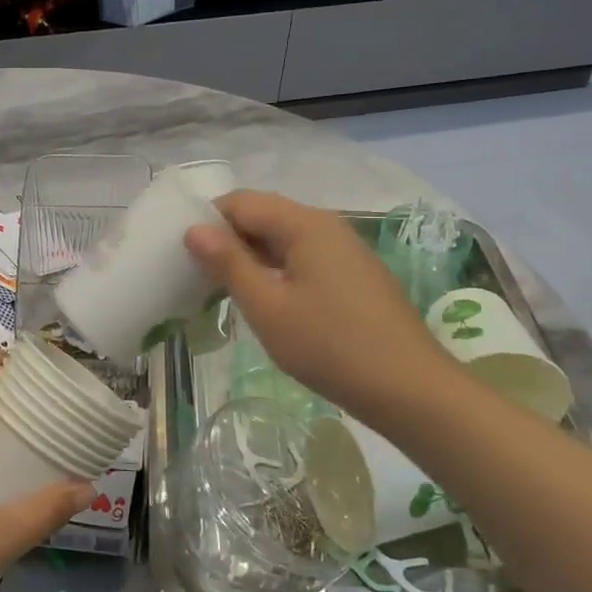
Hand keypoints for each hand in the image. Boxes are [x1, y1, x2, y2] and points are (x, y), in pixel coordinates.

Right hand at [185, 191, 454, 425]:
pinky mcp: (353, 275)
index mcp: (305, 224)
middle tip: (196, 276)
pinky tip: (266, 302)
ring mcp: (345, 250)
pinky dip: (276, 271)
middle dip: (227, 240)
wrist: (410, 389)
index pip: (241, 202)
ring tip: (223, 291)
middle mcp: (327, 226)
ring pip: (283, 239)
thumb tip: (194, 229)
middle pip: (264, 216)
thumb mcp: (268, 307)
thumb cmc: (330, 347)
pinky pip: (303, 258)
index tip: (182, 254)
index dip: (207, 221)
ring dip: (250, 258)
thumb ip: (229, 263)